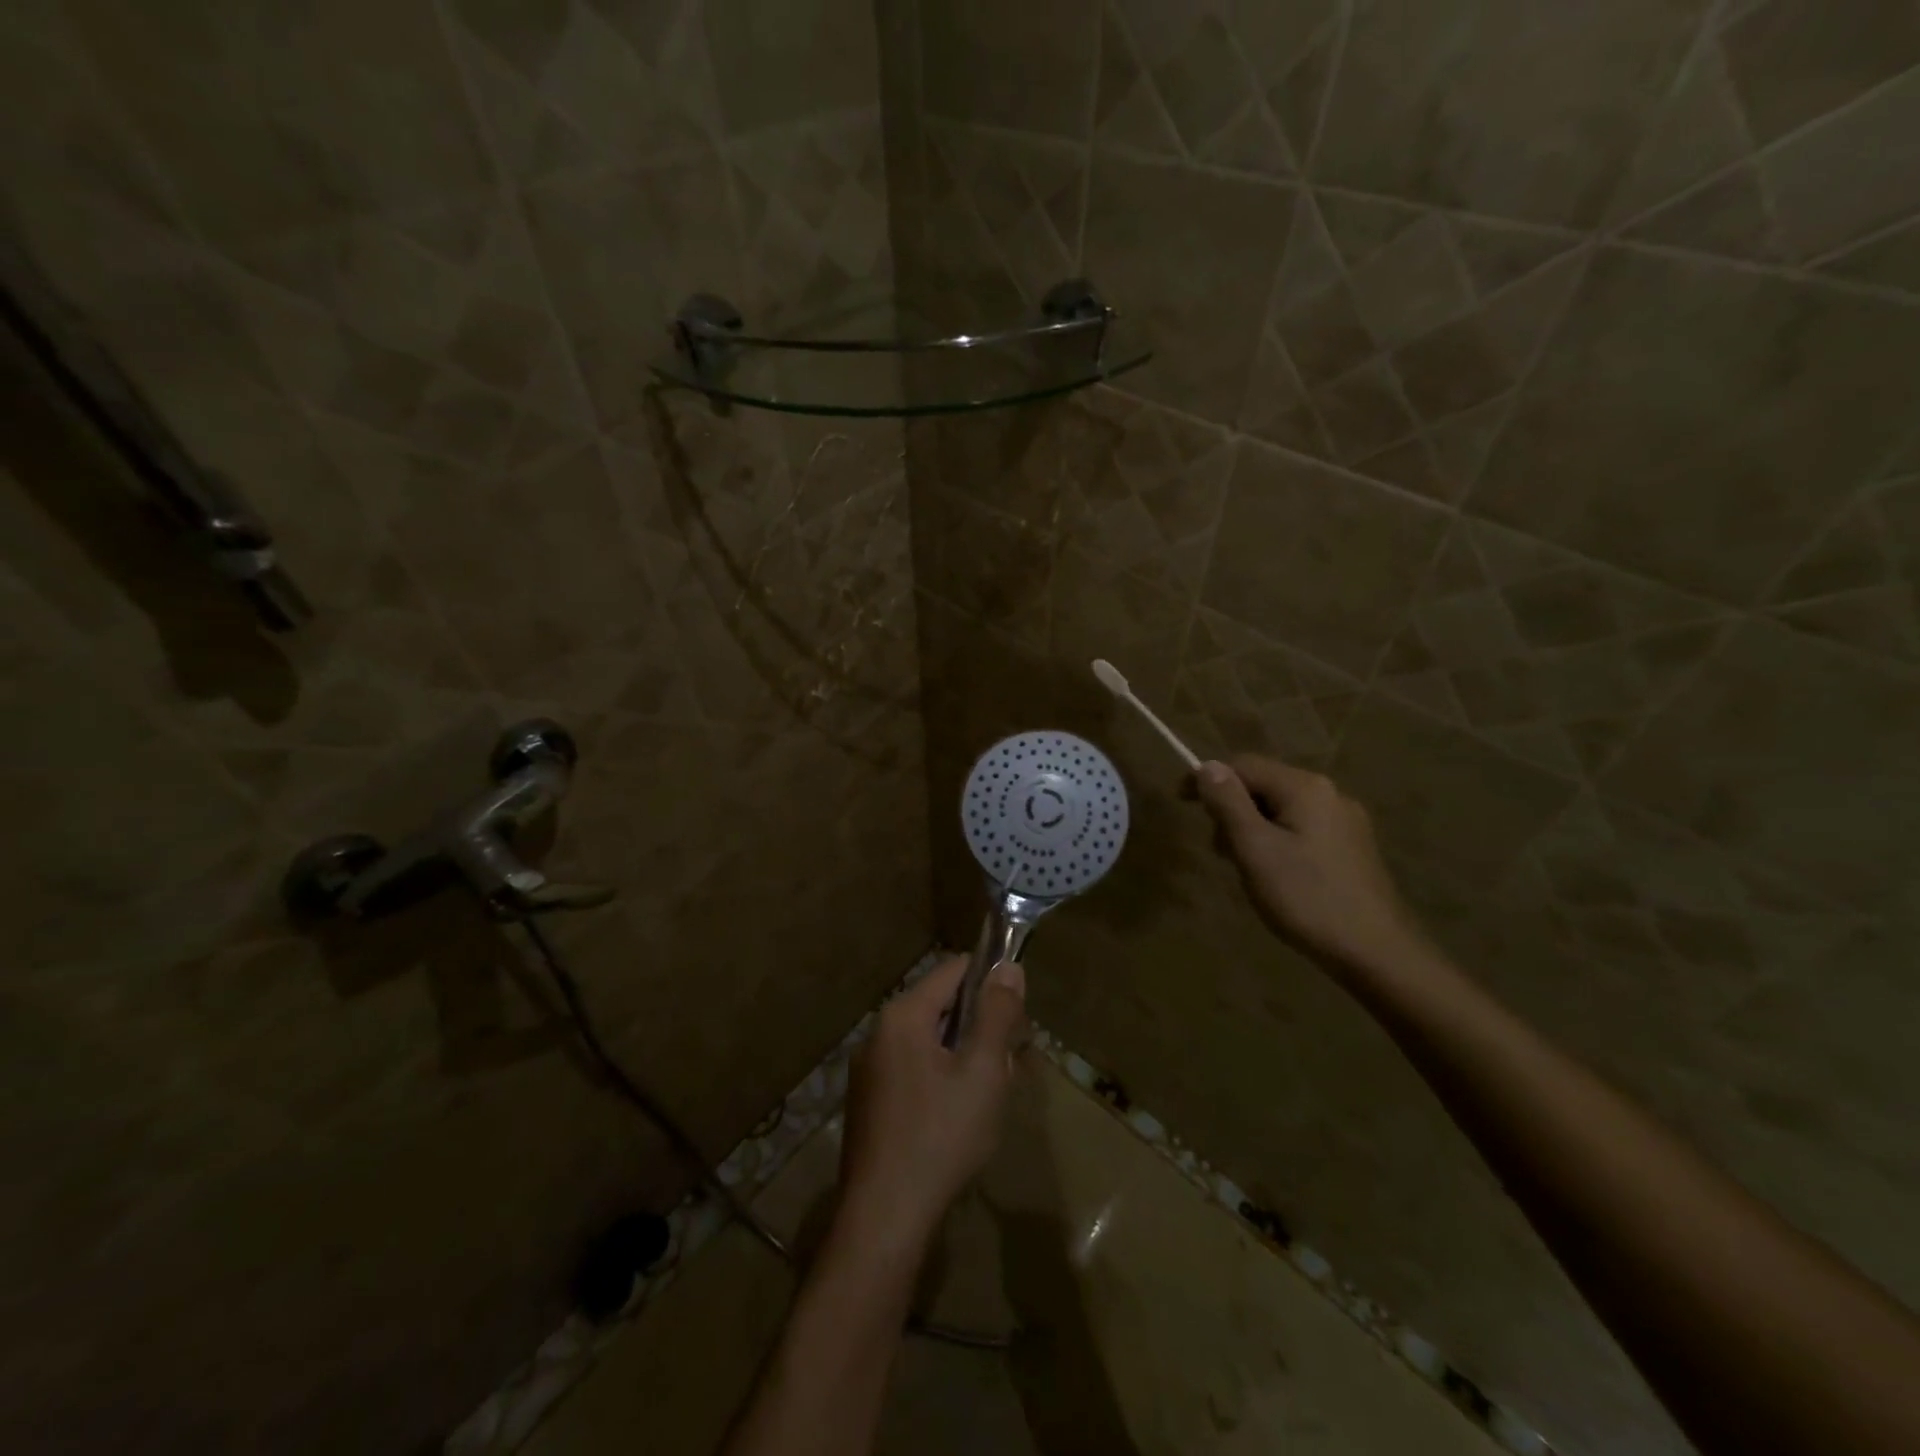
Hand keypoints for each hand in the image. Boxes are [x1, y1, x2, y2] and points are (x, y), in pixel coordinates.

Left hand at [837, 955, 1026, 1248]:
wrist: (883, 1219)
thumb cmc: (940, 1137)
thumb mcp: (982, 1072)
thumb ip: (997, 1015)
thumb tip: (1008, 968)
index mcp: (903, 1015)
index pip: (953, 970)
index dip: (991, 982)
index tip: (1018, 1015)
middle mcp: (879, 1032)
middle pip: (941, 1007)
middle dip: (980, 1027)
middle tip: (1008, 1065)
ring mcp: (869, 1070)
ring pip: (930, 1043)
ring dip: (964, 1058)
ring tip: (990, 1095)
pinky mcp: (869, 1103)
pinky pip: (914, 1071)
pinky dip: (942, 1080)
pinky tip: (959, 1119)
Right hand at [1191, 754, 1424, 975]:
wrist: (1376, 952)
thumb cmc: (1306, 898)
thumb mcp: (1254, 849)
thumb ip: (1228, 803)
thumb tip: (1207, 766)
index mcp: (1305, 787)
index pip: (1243, 765)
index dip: (1206, 779)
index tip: (1180, 804)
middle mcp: (1329, 793)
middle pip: (1263, 785)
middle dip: (1232, 810)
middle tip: (1219, 852)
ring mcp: (1346, 820)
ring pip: (1282, 809)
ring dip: (1253, 828)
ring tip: (1247, 869)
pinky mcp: (1353, 847)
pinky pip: (1302, 828)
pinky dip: (1277, 841)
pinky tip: (1277, 876)